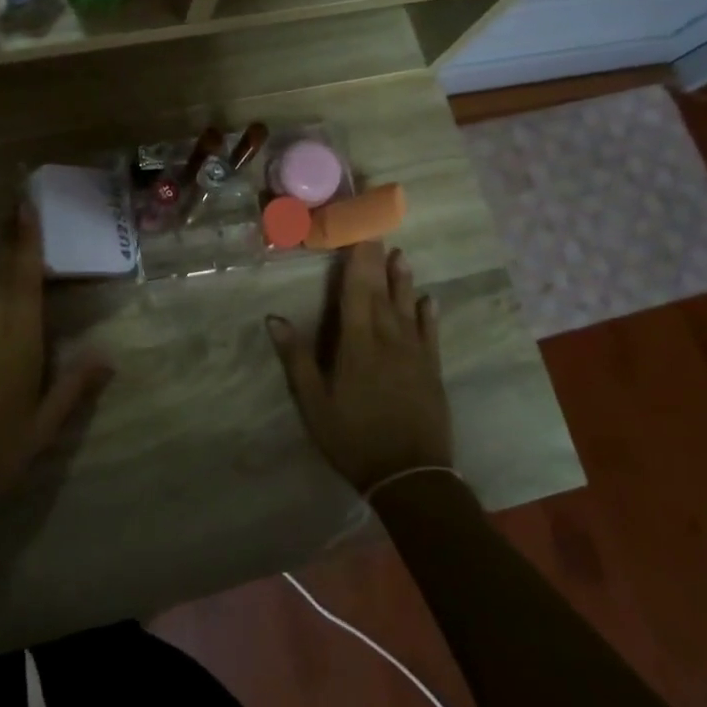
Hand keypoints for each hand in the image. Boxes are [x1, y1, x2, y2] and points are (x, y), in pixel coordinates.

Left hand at [0, 205, 111, 508]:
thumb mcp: (45, 423)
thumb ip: (75, 385)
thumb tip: (108, 354)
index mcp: (16, 339)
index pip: (23, 278)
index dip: (26, 241)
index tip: (26, 206)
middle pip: (0, 271)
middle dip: (10, 237)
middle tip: (17, 204)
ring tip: (8, 235)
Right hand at [267, 244, 452, 493]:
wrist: (411, 477)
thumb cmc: (354, 439)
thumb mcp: (314, 403)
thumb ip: (297, 359)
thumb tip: (274, 319)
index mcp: (357, 343)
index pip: (355, 289)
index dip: (356, 257)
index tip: (357, 229)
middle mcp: (388, 339)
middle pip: (382, 291)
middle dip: (378, 259)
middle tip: (379, 229)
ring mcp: (414, 353)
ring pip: (407, 306)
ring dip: (403, 279)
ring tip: (402, 254)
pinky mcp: (431, 370)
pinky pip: (430, 333)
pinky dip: (428, 314)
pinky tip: (429, 300)